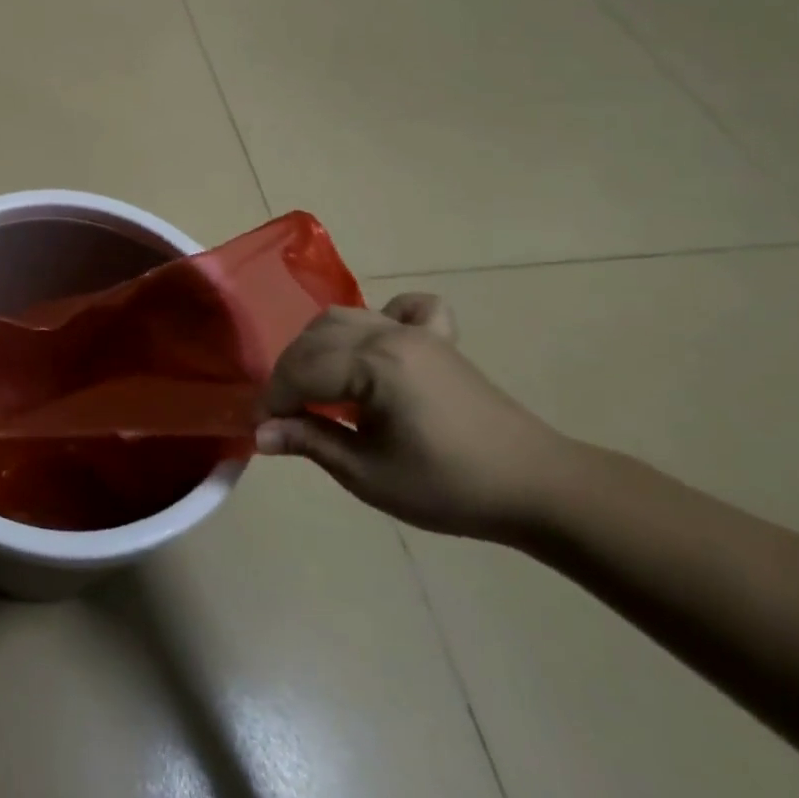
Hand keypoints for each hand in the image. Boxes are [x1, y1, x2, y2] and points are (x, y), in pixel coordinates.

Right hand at [256, 294, 574, 540]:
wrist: (538, 488)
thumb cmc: (449, 486)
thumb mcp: (369, 474)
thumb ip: (311, 442)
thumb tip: (260, 433)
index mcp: (374, 364)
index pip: (302, 369)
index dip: (274, 398)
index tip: (262, 429)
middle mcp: (390, 334)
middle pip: (316, 338)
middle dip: (289, 373)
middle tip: (284, 415)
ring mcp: (418, 332)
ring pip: (345, 317)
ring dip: (319, 346)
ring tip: (315, 385)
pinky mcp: (441, 340)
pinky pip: (404, 308)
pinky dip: (381, 317)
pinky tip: (377, 341)